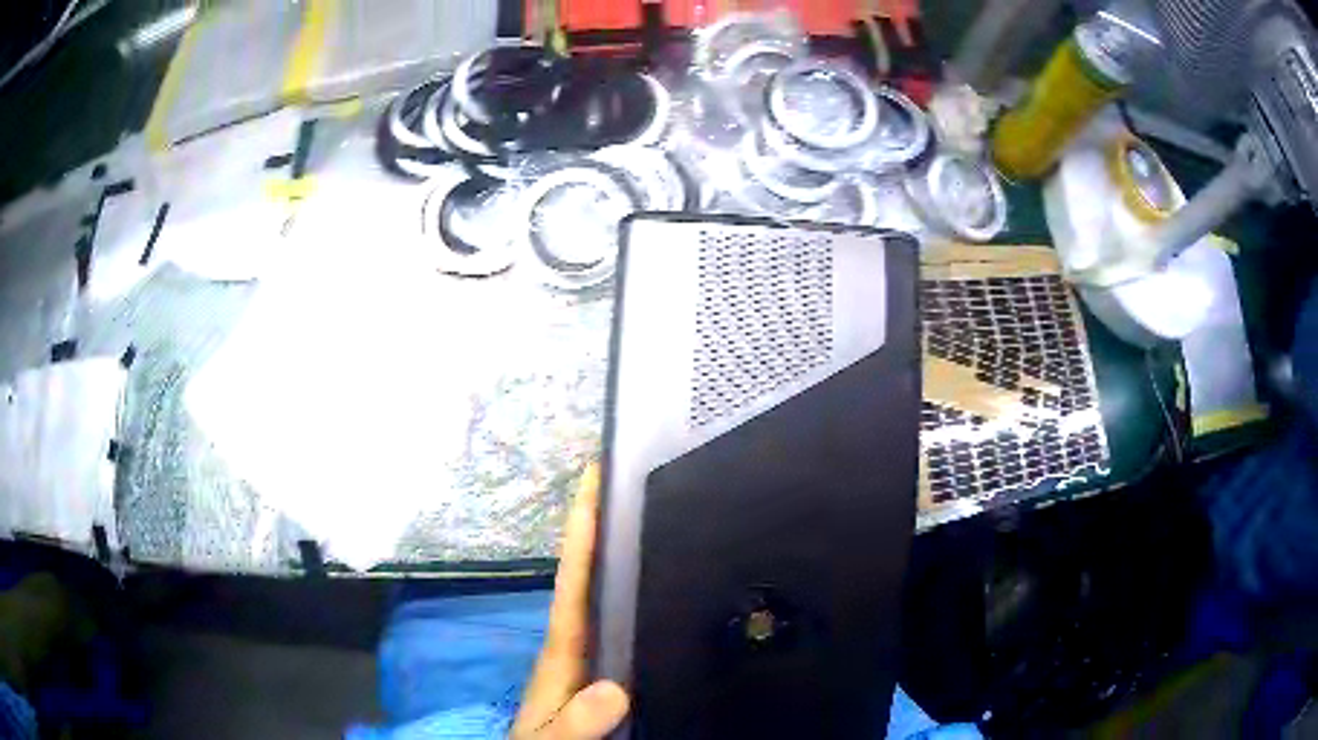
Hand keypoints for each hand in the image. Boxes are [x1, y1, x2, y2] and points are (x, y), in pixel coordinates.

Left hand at [511, 464, 629, 738]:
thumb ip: (576, 721)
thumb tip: (614, 689)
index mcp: (563, 651)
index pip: (573, 583)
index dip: (583, 534)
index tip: (594, 482)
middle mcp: (575, 643)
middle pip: (586, 575)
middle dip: (599, 526)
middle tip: (626, 479)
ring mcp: (587, 655)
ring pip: (601, 593)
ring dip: (615, 552)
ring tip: (646, 511)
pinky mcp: (600, 670)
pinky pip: (616, 619)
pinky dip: (627, 590)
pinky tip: (655, 584)